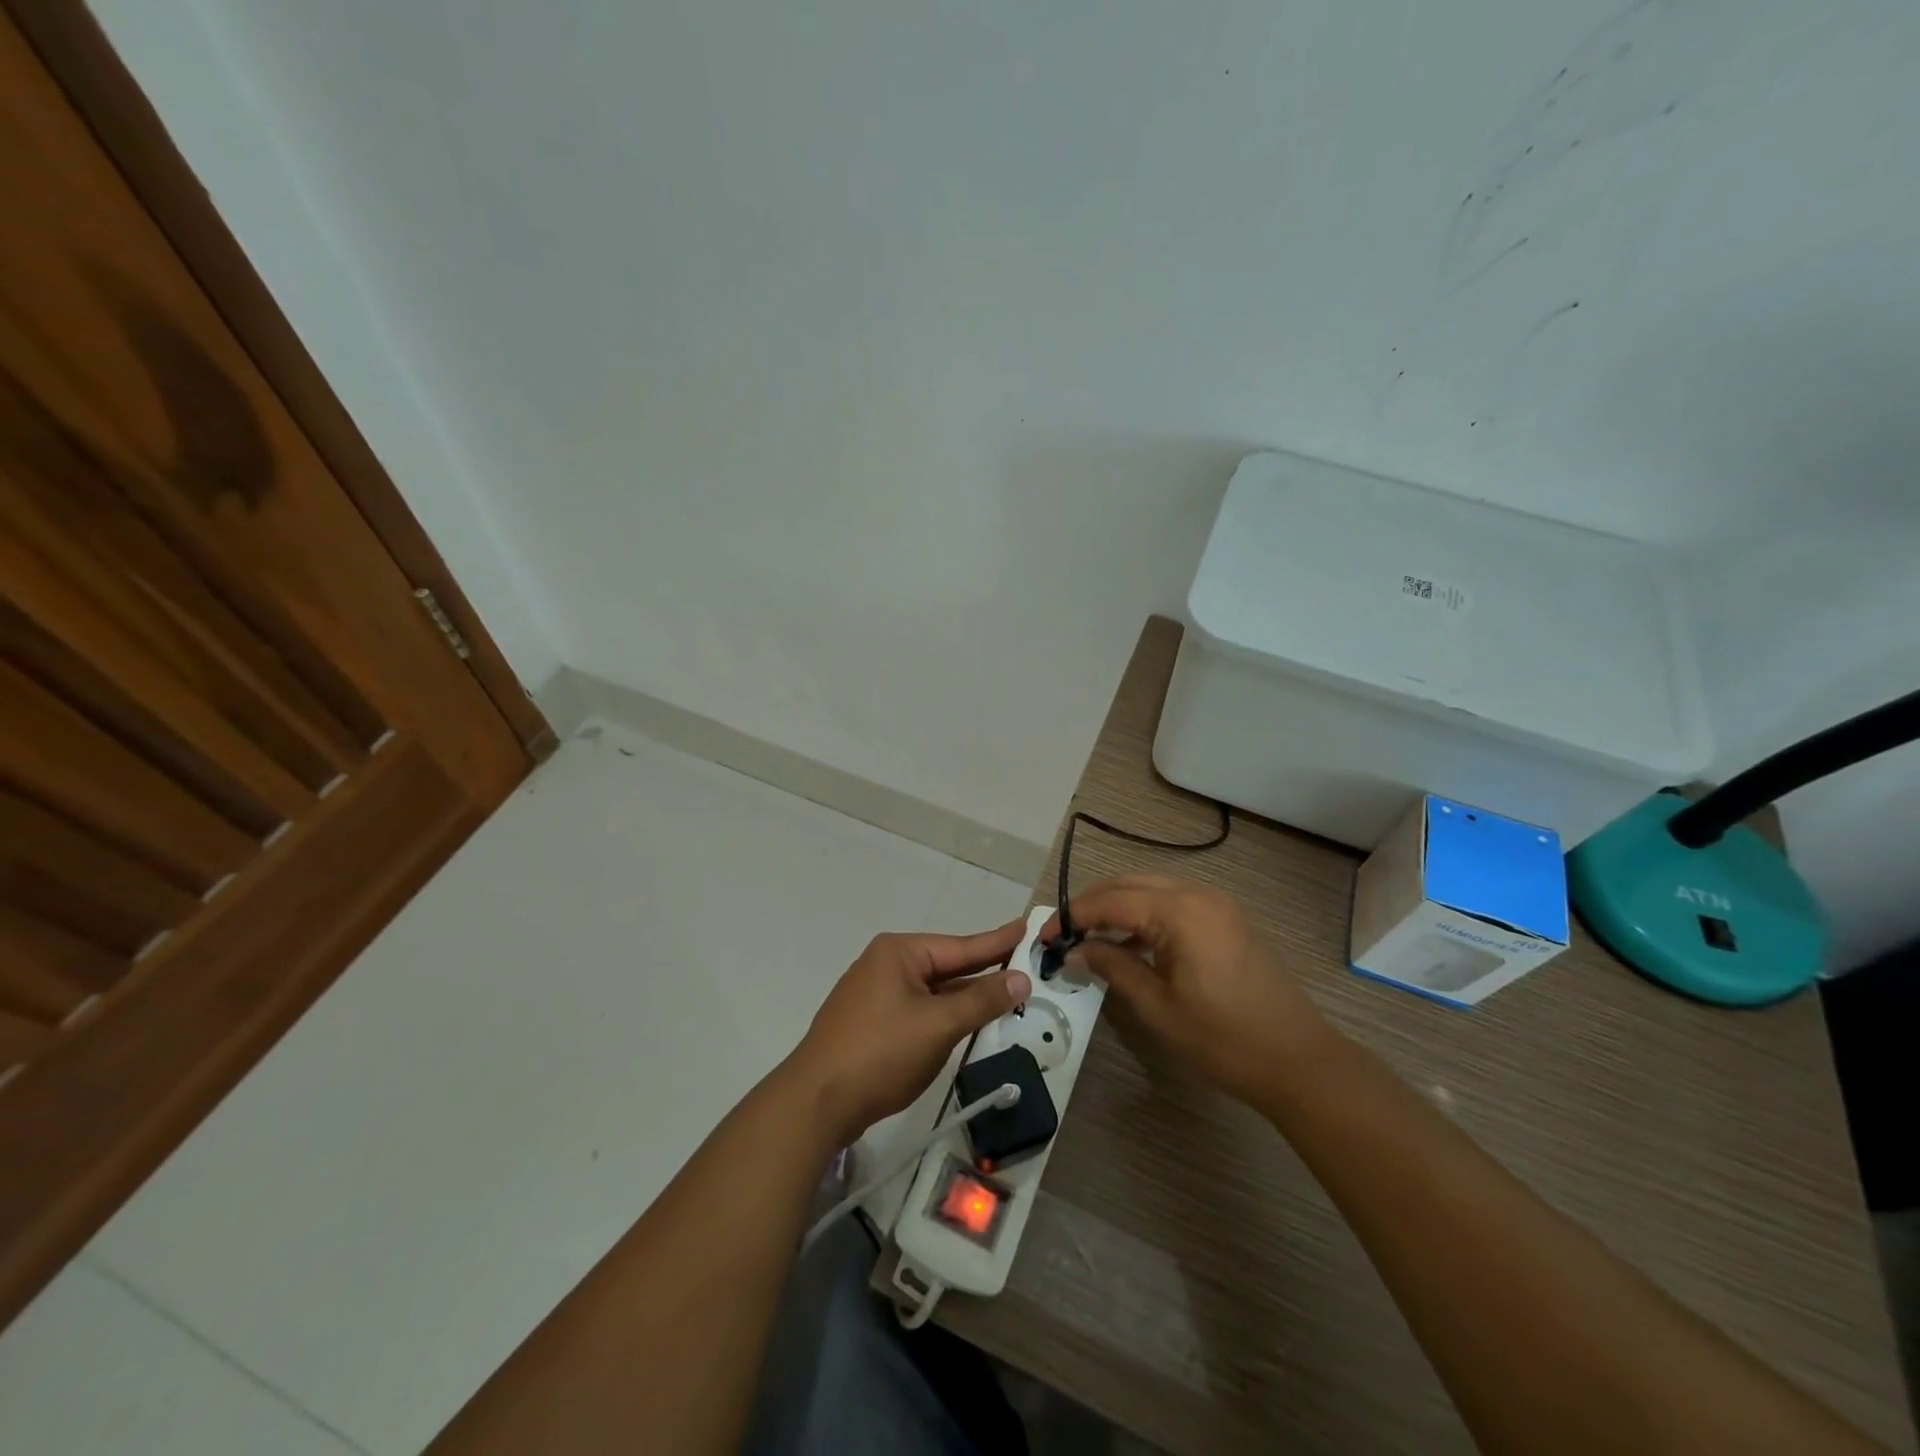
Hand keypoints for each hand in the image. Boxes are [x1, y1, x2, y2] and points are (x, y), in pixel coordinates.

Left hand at [785, 922, 1031, 1145]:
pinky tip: (966, 1022)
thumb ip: (981, 1000)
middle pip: (946, 966)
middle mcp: (886, 966)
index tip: (1025, 927)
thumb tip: (1020, 978)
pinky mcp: (872, 1026)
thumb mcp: (938, 1025)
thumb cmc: (880, 1052)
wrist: (816, 1103)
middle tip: (1023, 961)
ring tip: (1005, 991)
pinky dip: (945, 1015)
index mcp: (899, 953)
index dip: (997, 941)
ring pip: (933, 992)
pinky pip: (919, 1011)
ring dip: (966, 997)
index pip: (960, 946)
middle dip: (984, 969)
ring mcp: (875, 996)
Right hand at [1045, 876, 1331, 1107]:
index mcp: (1179, 910)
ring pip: (1151, 890)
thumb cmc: (1223, 1038)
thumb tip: (1076, 950)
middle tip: (1062, 934)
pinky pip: (1173, 903)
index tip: (1043, 936)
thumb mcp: (1157, 1007)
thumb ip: (1112, 967)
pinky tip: (1130, 943)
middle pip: (1129, 884)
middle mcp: (1197, 893)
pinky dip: (1144, 915)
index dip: (1072, 916)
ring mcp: (1216, 904)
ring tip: (1089, 938)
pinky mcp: (1227, 919)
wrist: (1299, 1060)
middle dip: (1091, 905)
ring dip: (1117, 907)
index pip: (1110, 900)